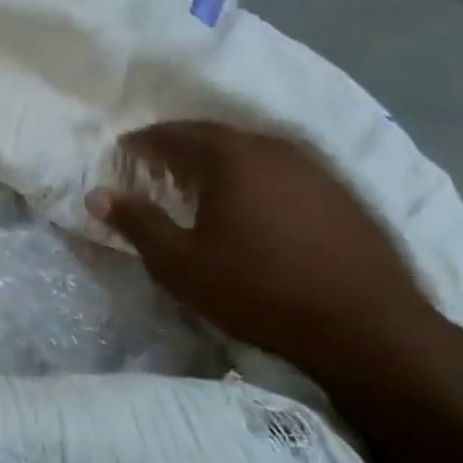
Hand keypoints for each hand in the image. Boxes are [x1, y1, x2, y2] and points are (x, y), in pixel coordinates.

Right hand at [88, 121, 440, 375]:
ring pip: (251, 151)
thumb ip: (136, 223)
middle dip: (181, 145)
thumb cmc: (258, 290)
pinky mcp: (340, 194)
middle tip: (156, 163)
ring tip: (199, 183)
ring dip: (219, 161)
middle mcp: (272, 149)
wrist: (367, 328)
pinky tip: (252, 204)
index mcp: (230, 157)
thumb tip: (96, 194)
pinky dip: (254, 177)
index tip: (124, 150)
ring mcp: (313, 169)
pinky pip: (281, 171)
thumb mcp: (180, 263)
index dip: (144, 141)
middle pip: (215, 136)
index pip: (175, 134)